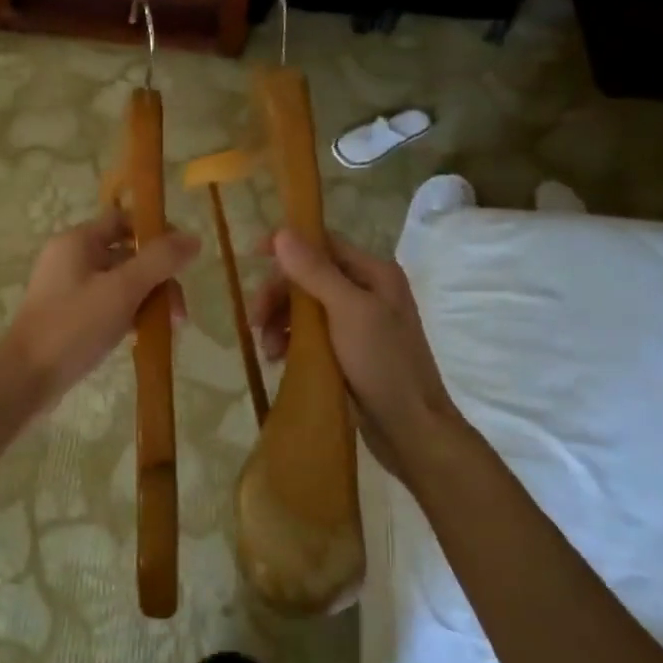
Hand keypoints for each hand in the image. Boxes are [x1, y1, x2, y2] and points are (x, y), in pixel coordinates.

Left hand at [0, 210, 200, 411]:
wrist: (27, 378)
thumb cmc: (74, 326)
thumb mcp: (122, 290)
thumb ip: (159, 261)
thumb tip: (194, 238)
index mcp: (78, 241)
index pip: (124, 219)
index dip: (157, 233)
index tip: (183, 260)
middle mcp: (71, 257)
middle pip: (128, 254)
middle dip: (158, 279)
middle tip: (178, 314)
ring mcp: (68, 287)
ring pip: (121, 282)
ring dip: (148, 300)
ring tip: (167, 330)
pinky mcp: (69, 314)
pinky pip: (108, 304)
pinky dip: (129, 314)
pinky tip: (144, 336)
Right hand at [252, 229, 461, 476]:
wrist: (411, 429)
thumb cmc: (384, 364)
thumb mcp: (349, 312)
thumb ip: (316, 272)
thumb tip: (282, 233)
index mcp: (374, 274)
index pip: (323, 244)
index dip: (287, 247)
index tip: (251, 256)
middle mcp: (366, 292)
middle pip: (308, 277)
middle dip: (279, 295)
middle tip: (255, 320)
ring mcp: (357, 323)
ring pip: (304, 307)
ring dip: (280, 322)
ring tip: (268, 350)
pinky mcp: (346, 351)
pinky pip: (309, 334)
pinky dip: (290, 341)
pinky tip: (278, 359)